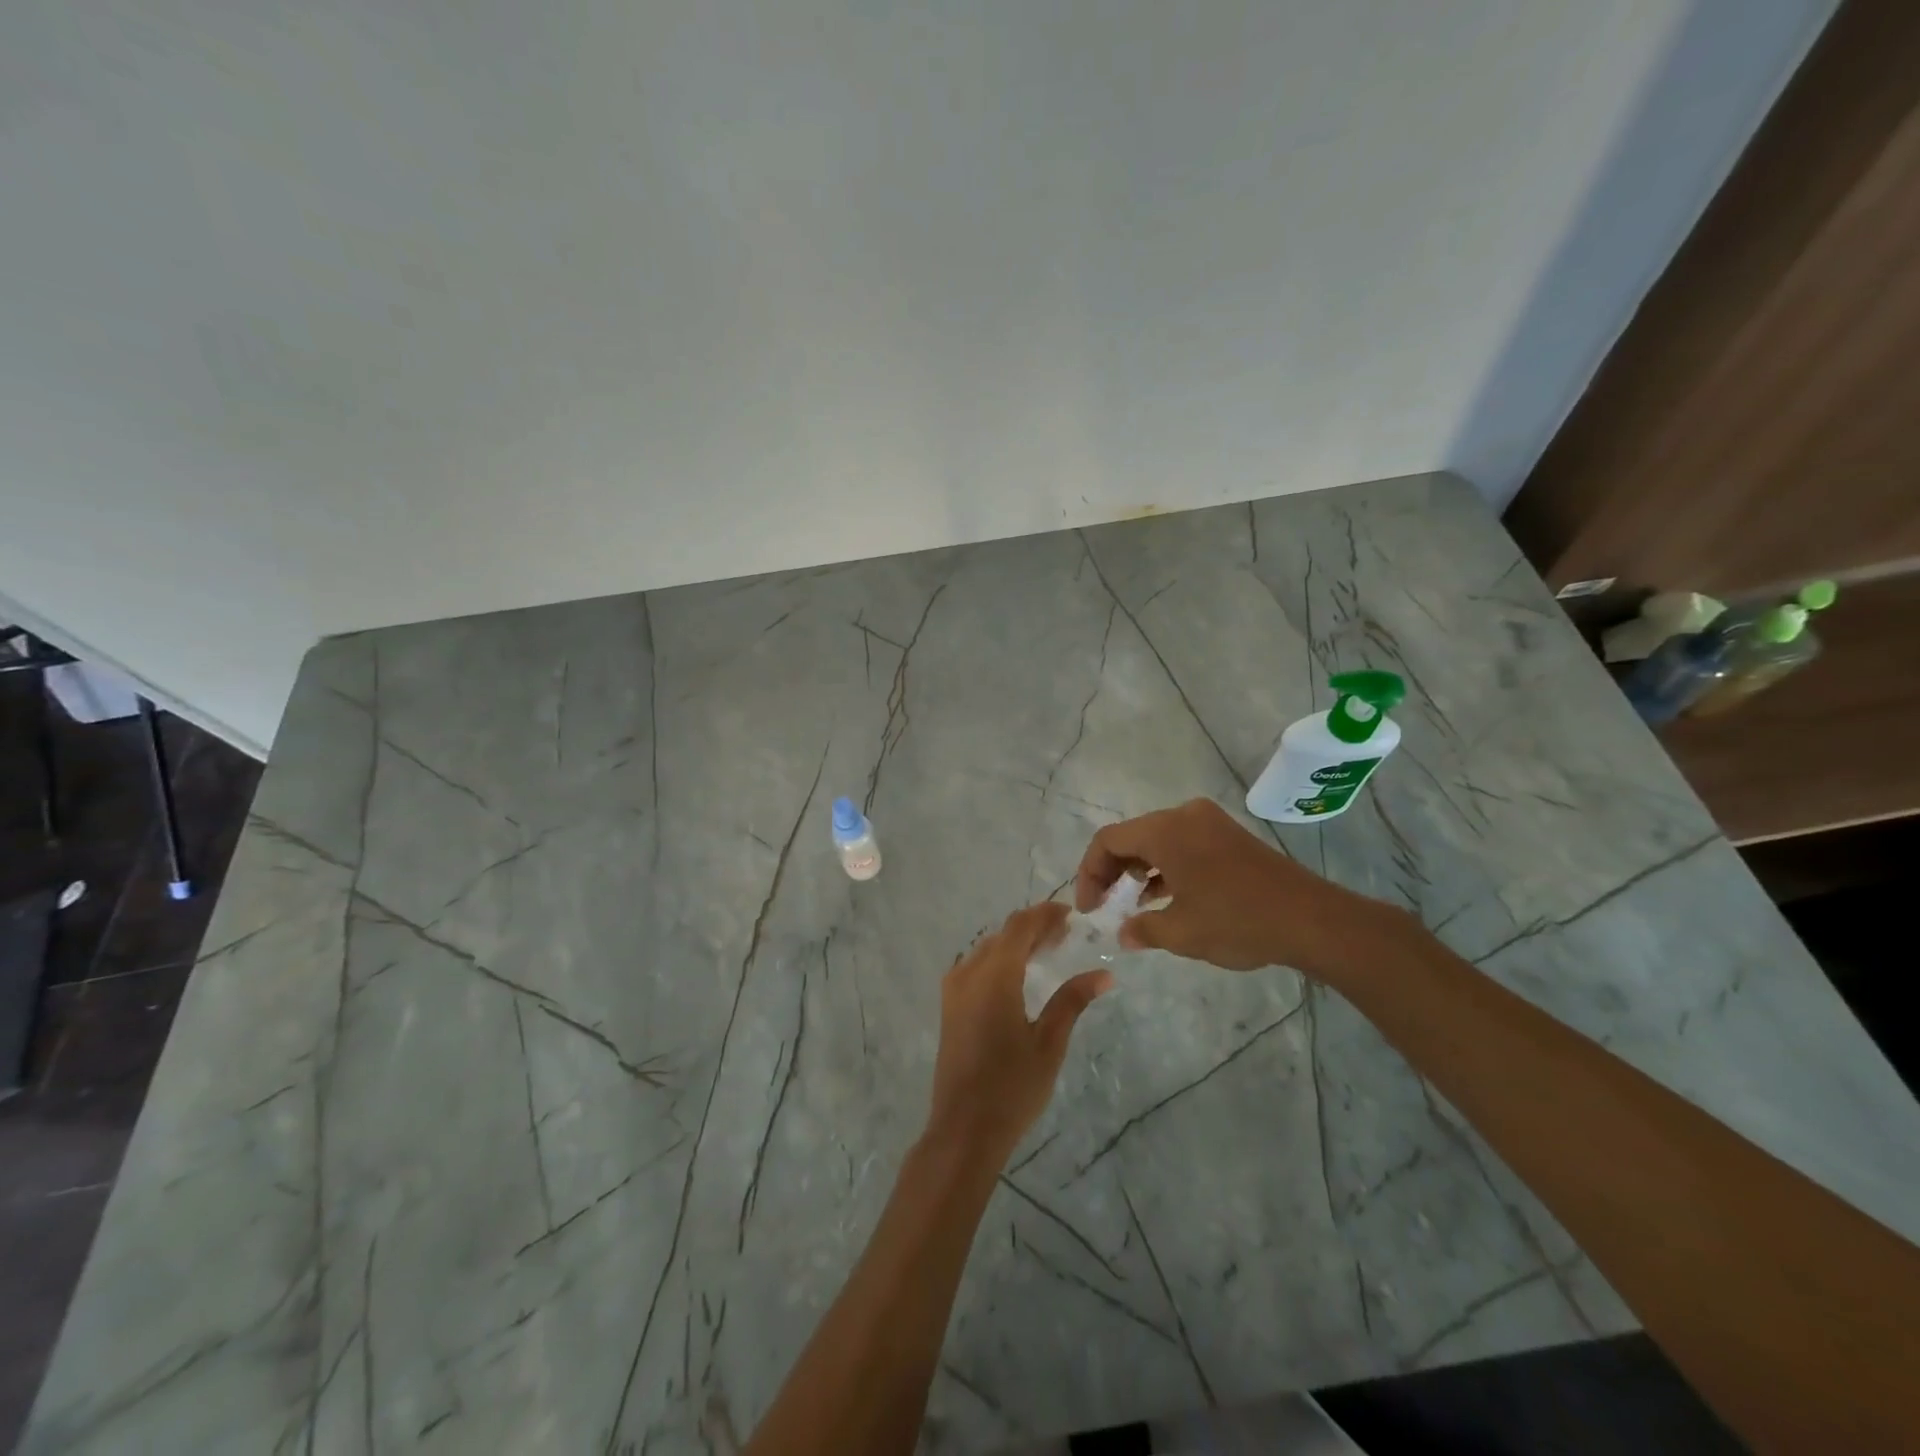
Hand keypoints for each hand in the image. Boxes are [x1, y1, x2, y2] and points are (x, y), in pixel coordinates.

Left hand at [925, 903, 1111, 1167]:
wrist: (963, 1130)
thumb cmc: (1012, 1087)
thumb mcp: (1049, 1043)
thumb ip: (1072, 1001)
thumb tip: (1103, 975)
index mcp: (994, 975)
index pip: (1020, 926)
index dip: (1045, 914)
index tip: (1072, 915)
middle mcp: (969, 972)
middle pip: (1003, 934)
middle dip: (1034, 928)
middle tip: (1066, 935)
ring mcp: (954, 989)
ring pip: (987, 949)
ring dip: (1016, 943)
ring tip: (1048, 952)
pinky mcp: (949, 1005)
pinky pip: (975, 966)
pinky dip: (999, 960)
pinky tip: (1020, 976)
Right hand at [1074, 798, 1398, 977]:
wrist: (1312, 920)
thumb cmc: (1238, 921)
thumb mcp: (1182, 932)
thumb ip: (1143, 929)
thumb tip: (1123, 933)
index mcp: (1166, 830)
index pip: (1108, 840)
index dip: (1089, 873)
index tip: (1089, 908)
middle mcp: (1184, 815)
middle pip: (1131, 836)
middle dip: (1111, 871)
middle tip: (1103, 906)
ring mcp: (1209, 823)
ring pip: (1156, 840)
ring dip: (1138, 870)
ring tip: (1130, 905)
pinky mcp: (1228, 836)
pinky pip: (1181, 844)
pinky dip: (1165, 867)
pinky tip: (1163, 897)